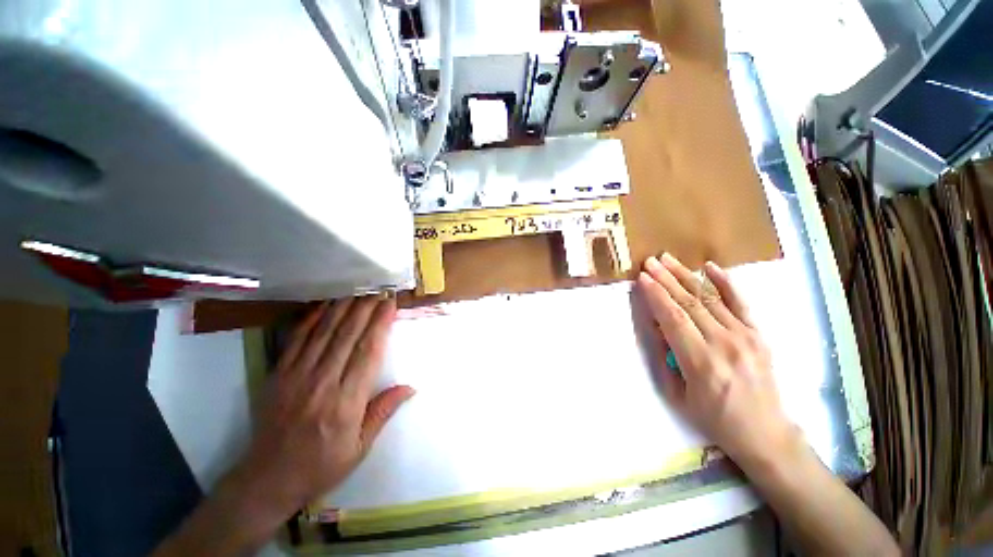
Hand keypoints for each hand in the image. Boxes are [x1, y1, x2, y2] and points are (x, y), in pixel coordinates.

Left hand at [229, 296, 414, 521]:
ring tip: (357, 291)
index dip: (381, 324)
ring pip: (324, 333)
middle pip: (348, 336)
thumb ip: (383, 412)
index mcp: (346, 402)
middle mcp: (322, 383)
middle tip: (378, 291)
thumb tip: (410, 386)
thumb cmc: (321, 465)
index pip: (369, 352)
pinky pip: (296, 340)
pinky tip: (324, 306)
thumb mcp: (360, 447)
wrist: (268, 479)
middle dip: (365, 309)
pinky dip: (311, 320)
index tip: (390, 305)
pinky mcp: (278, 375)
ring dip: (342, 308)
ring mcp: (296, 377)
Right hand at [637, 254, 798, 471]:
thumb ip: (664, 356)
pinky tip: (710, 267)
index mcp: (701, 362)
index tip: (642, 278)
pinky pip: (741, 303)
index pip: (673, 318)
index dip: (656, 295)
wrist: (765, 433)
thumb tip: (655, 325)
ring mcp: (746, 336)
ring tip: (668, 259)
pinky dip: (725, 282)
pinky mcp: (759, 335)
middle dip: (666, 279)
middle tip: (649, 261)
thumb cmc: (714, 418)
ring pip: (710, 298)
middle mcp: (724, 344)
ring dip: (686, 276)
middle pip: (689, 303)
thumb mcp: (677, 393)